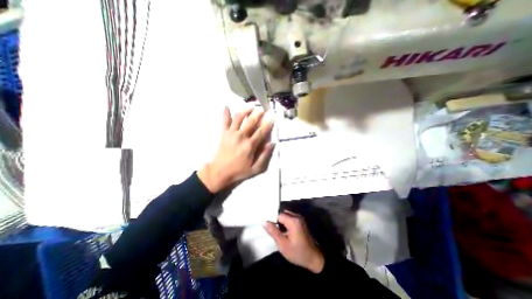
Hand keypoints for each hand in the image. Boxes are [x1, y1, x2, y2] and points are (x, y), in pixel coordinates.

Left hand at [198, 106, 276, 192]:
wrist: (219, 172)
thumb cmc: (239, 171)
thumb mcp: (255, 169)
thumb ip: (264, 156)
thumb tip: (272, 144)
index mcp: (250, 145)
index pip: (261, 131)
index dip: (268, 124)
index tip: (272, 117)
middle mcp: (241, 136)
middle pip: (251, 121)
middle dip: (258, 114)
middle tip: (262, 109)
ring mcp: (231, 134)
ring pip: (239, 118)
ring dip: (245, 110)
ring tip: (250, 105)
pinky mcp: (223, 134)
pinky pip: (224, 122)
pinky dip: (225, 114)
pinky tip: (226, 106)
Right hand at [265, 211, 323, 272]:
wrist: (314, 258)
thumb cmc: (298, 253)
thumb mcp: (283, 245)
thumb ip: (274, 232)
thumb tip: (265, 222)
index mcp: (293, 221)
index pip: (278, 215)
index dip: (272, 220)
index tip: (268, 227)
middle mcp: (297, 216)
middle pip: (282, 213)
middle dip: (276, 220)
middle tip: (271, 229)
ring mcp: (300, 219)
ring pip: (286, 215)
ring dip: (281, 221)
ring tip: (276, 231)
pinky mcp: (301, 222)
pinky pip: (290, 218)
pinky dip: (285, 223)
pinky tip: (283, 231)